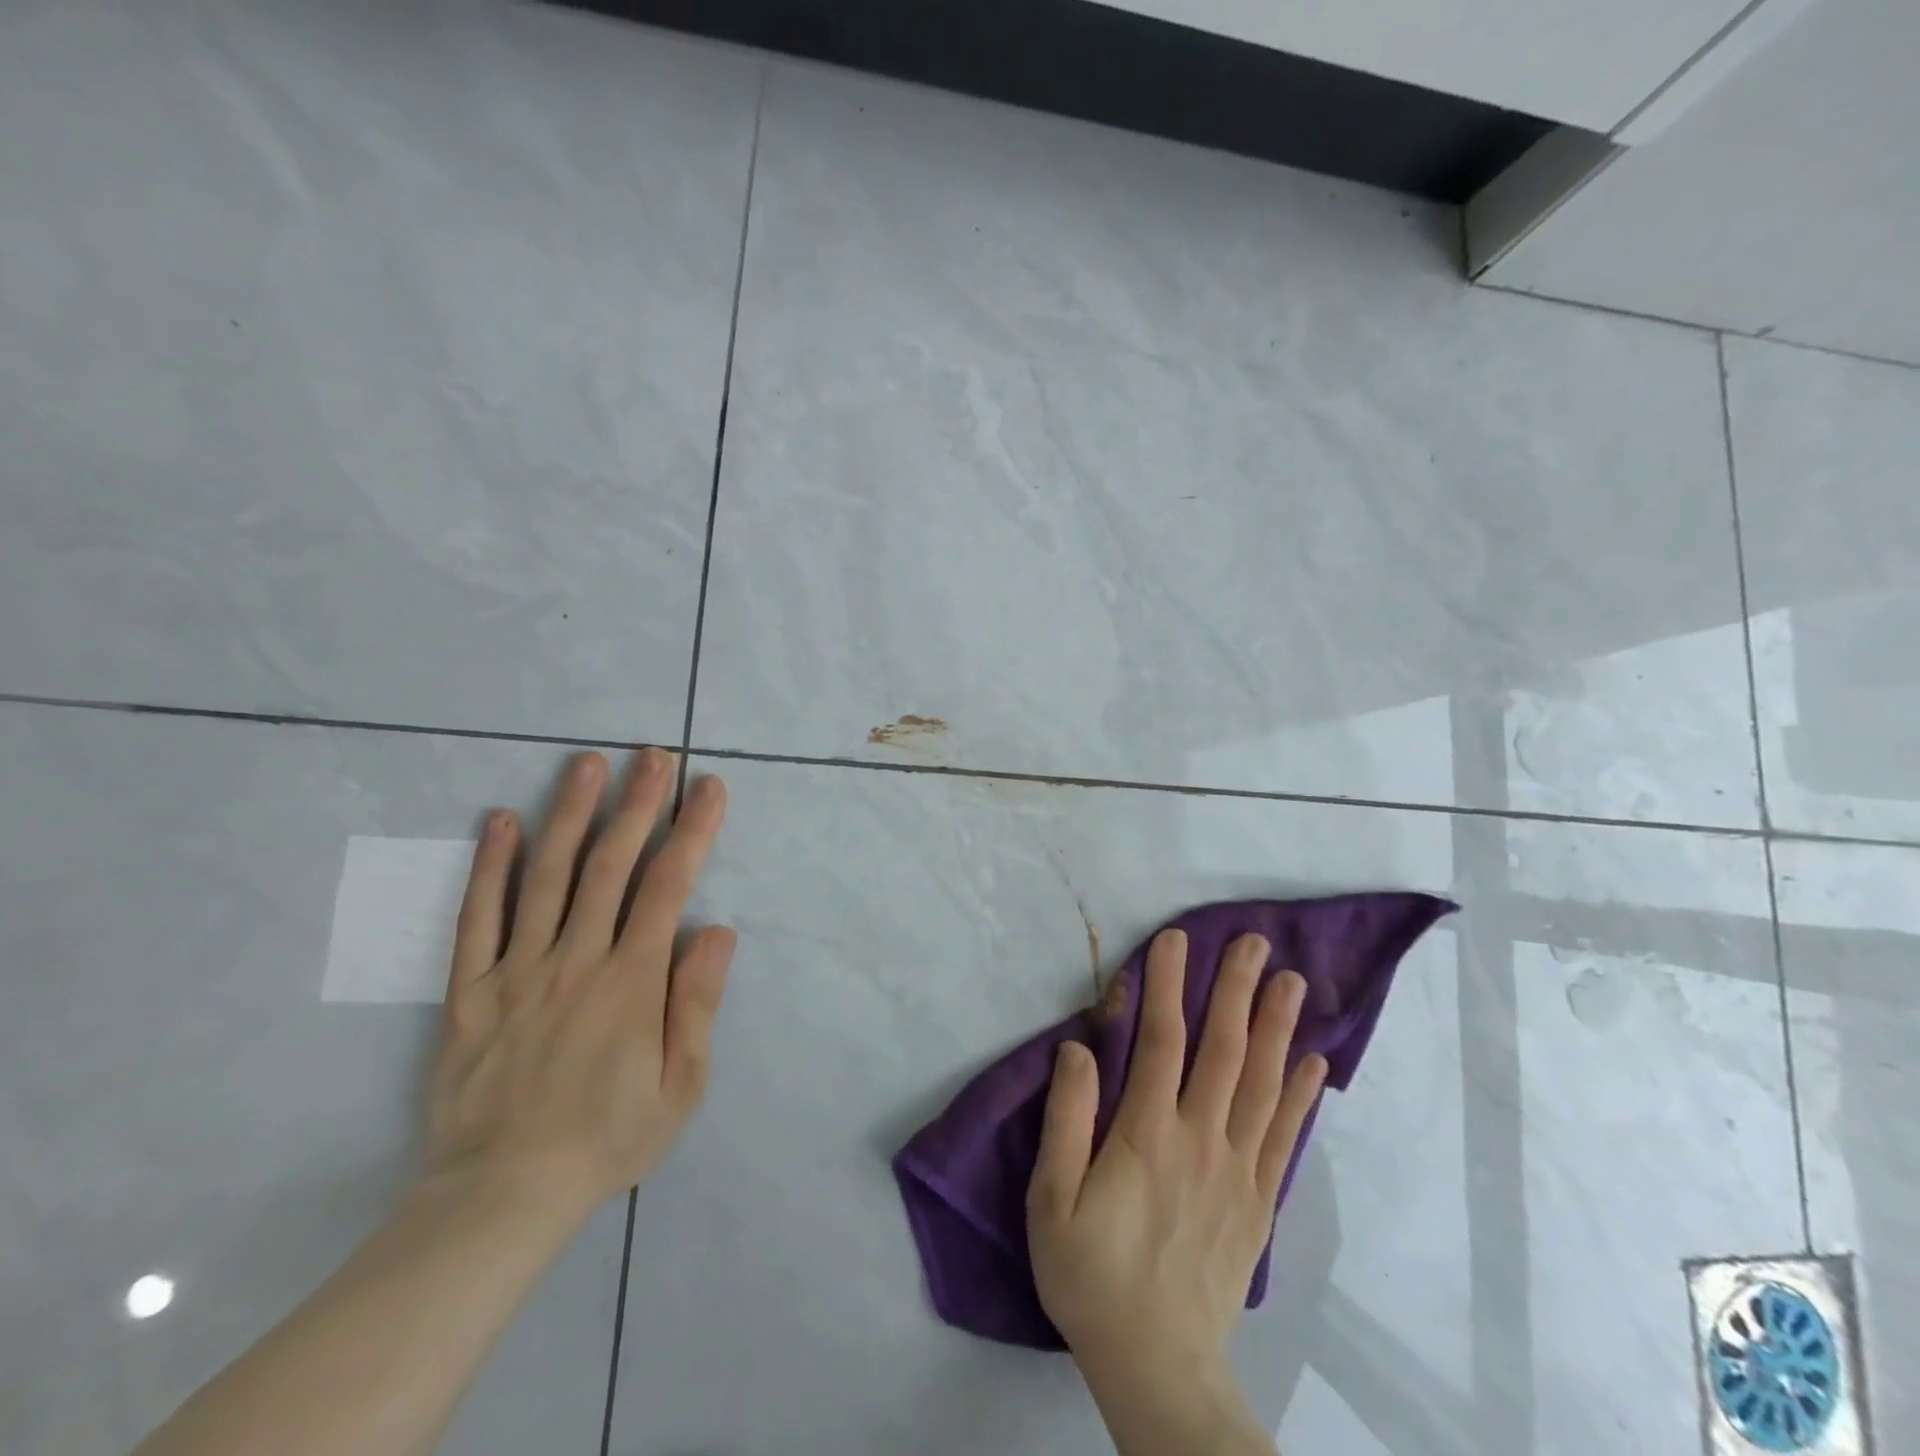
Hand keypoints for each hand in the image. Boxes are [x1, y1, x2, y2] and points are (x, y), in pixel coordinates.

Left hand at [424, 747, 734, 1222]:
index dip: (692, 831)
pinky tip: (501, 820)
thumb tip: (717, 930)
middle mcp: (576, 959)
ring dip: (571, 814)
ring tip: (588, 764)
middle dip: (638, 804)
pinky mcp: (471, 989)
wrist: (502, 1195)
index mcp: (631, 980)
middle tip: (653, 755)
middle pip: (610, 865)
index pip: (669, 886)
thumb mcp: (681, 1086)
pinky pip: (478, 917)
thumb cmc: (608, 1137)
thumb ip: (697, 1003)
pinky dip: (489, 865)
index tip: (708, 788)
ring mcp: (518, 969)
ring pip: (547, 876)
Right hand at [1027, 929, 1326, 1453]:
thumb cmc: (1092, 1277)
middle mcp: (1201, 1139)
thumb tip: (1079, 1048)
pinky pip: (1285, 1137)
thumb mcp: (1052, 1202)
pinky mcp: (1259, 1201)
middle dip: (1235, 990)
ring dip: (1276, 1027)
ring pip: (1261, 1083)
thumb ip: (1066, 1120)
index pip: (1160, 1041)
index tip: (1175, 939)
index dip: (1168, 985)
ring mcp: (1238, 1170)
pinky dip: (1301, 1095)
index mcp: (1147, 1135)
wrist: (1159, 1368)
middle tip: (1252, 941)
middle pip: (1222, 1050)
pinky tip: (1313, 1061)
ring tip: (1291, 981)